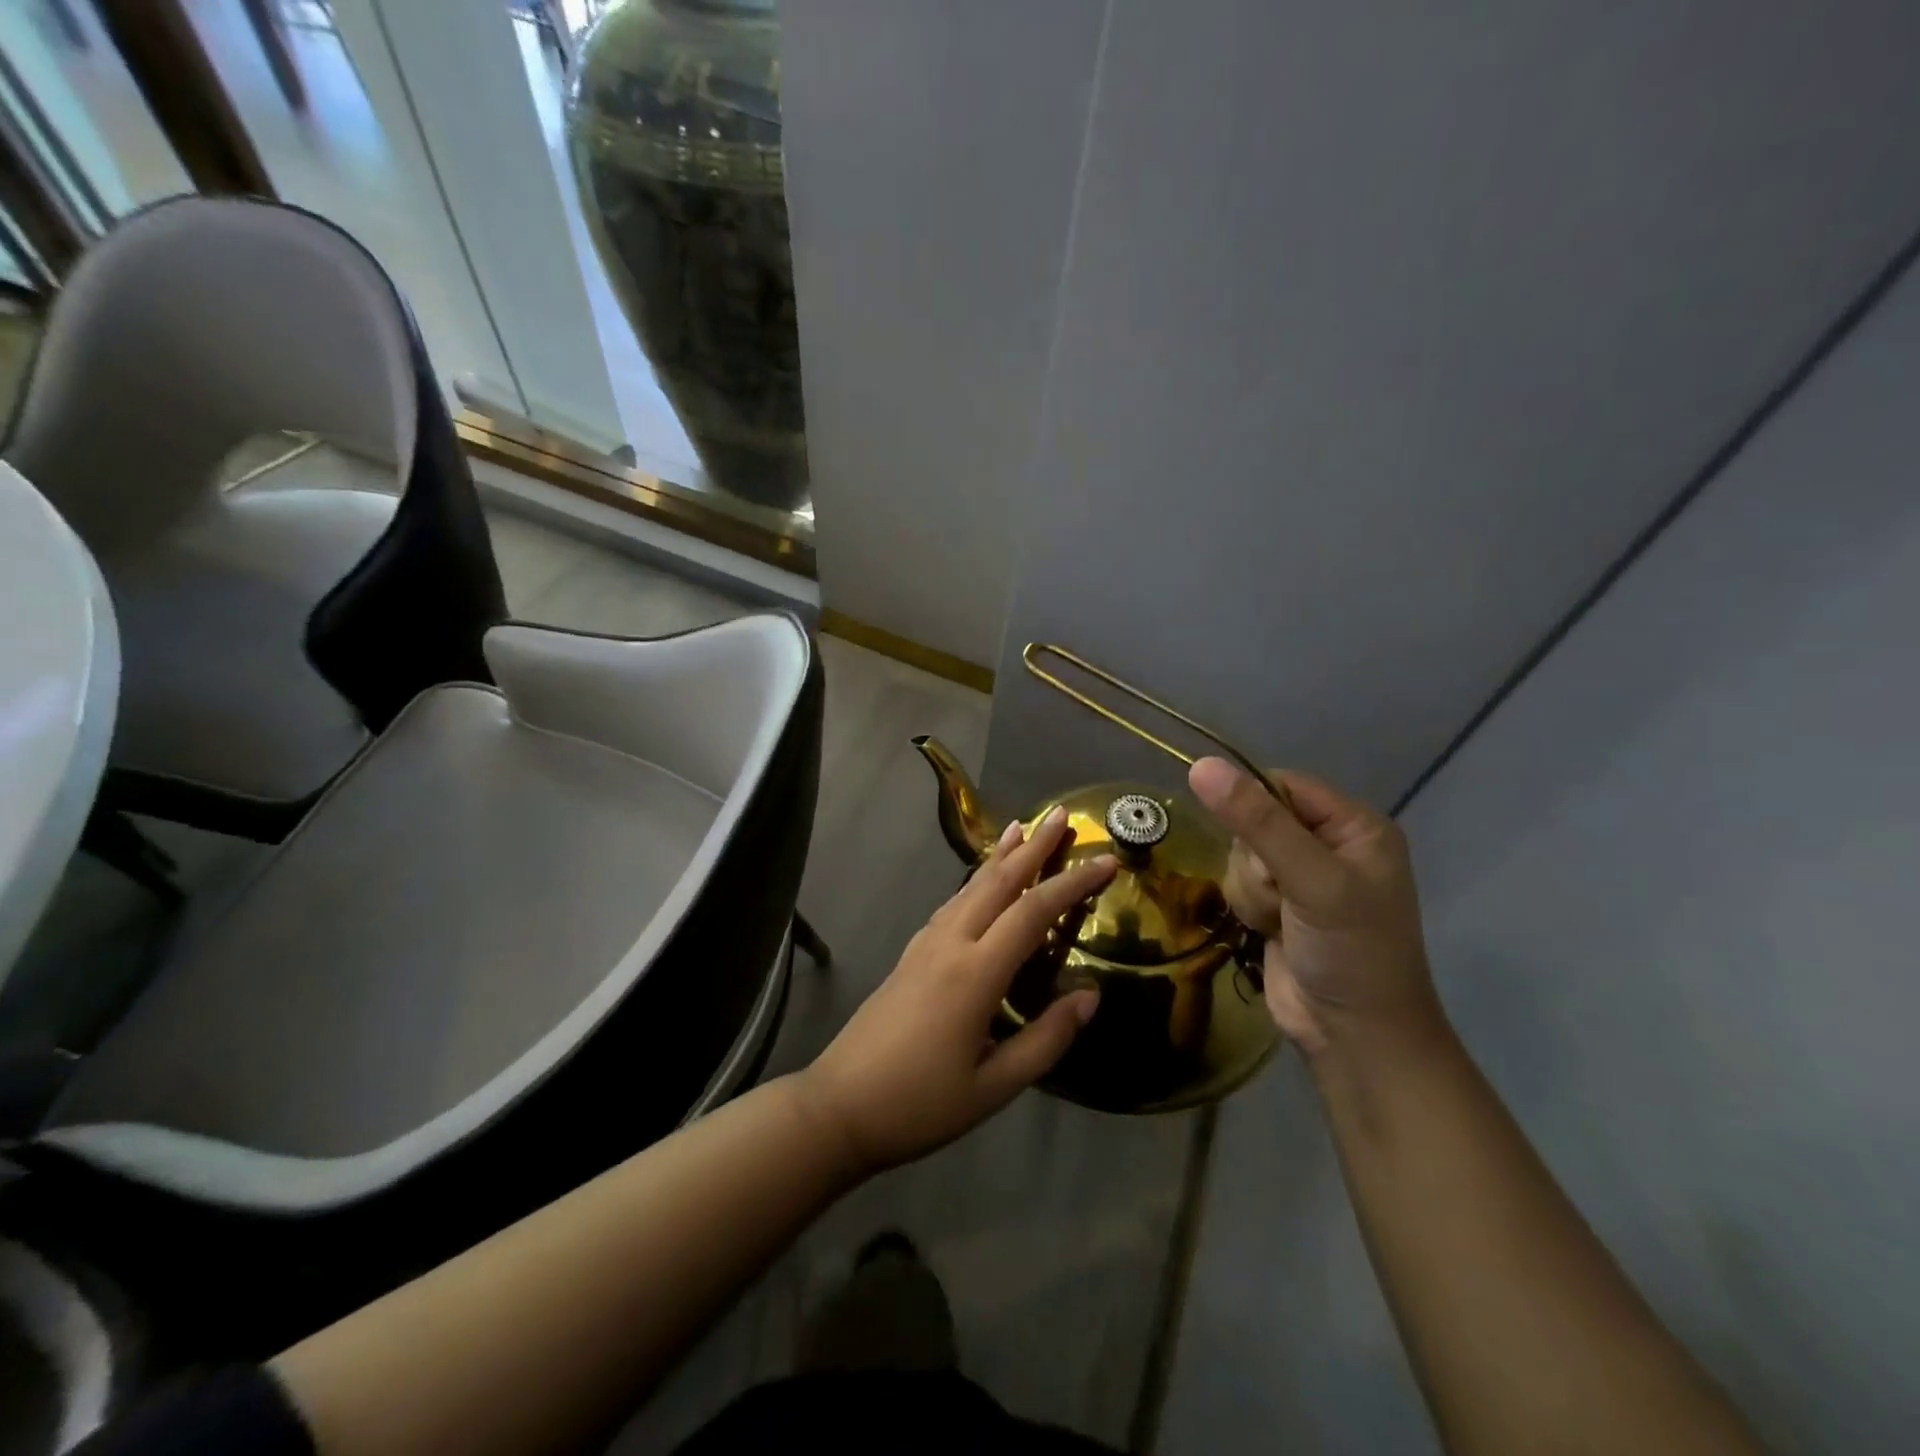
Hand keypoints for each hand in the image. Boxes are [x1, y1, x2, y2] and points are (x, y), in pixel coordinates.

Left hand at [797, 808, 1116, 1174]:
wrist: (839, 1107)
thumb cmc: (920, 1104)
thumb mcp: (994, 1087)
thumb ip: (1046, 1040)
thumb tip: (1090, 996)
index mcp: (976, 973)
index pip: (1034, 912)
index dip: (1073, 883)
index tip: (1107, 860)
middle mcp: (950, 944)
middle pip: (998, 882)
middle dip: (1032, 846)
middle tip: (1061, 815)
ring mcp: (925, 945)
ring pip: (970, 886)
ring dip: (1000, 856)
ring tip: (1020, 828)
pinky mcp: (911, 954)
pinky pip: (952, 904)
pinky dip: (975, 881)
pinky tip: (979, 882)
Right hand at [1188, 759, 1442, 1060]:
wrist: (1352, 1037)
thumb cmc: (1351, 952)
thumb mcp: (1310, 880)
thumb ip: (1257, 822)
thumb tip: (1200, 765)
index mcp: (1355, 826)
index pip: (1282, 785)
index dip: (1254, 806)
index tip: (1250, 841)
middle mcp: (1328, 844)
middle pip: (1254, 820)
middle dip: (1256, 861)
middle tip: (1282, 894)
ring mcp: (1301, 877)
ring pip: (1240, 854)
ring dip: (1251, 890)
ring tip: (1279, 920)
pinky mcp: (1277, 905)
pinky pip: (1238, 883)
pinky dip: (1247, 907)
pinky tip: (1268, 931)